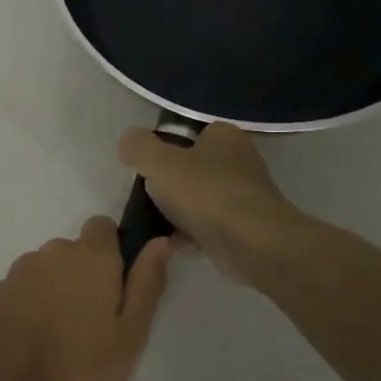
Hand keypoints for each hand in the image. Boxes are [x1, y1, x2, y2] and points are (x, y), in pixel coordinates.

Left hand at [0, 217, 172, 380]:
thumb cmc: (77, 364)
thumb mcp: (129, 334)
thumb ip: (146, 284)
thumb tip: (161, 242)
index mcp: (91, 257)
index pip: (103, 227)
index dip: (112, 249)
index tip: (116, 284)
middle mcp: (52, 253)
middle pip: (73, 253)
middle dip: (83, 277)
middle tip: (91, 324)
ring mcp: (17, 273)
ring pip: (45, 274)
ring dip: (54, 294)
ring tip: (58, 341)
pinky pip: (19, 294)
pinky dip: (27, 310)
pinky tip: (29, 346)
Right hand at [118, 123, 301, 285]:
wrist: (252, 244)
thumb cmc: (206, 193)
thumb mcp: (158, 162)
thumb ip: (138, 147)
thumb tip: (129, 141)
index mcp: (225, 136)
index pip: (190, 134)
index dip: (166, 149)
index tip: (148, 169)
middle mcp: (240, 161)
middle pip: (193, 169)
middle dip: (171, 185)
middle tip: (151, 198)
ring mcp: (245, 196)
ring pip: (200, 200)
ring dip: (179, 213)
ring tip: (159, 225)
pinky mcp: (246, 228)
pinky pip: (210, 227)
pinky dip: (192, 235)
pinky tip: (176, 245)